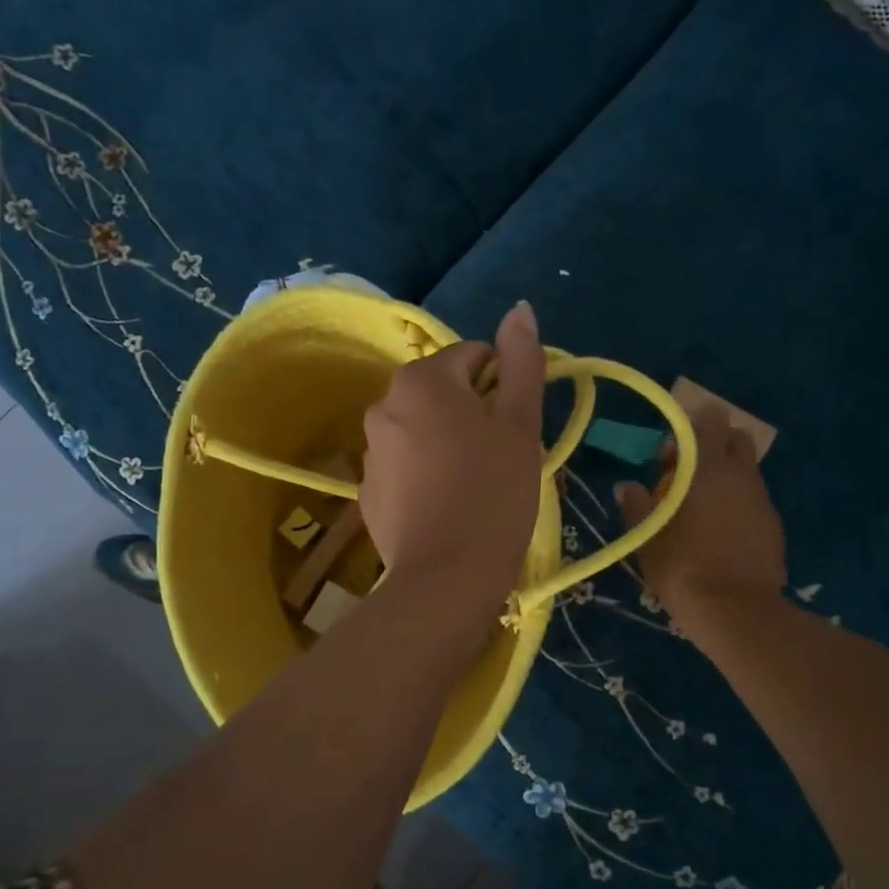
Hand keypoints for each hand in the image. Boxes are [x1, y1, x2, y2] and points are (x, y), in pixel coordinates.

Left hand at [361, 301, 545, 618]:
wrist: (445, 579)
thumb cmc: (493, 494)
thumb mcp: (520, 424)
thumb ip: (522, 362)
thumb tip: (520, 308)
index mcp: (423, 379)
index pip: (473, 356)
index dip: (503, 385)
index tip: (516, 427)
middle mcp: (384, 403)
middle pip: (444, 391)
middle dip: (474, 413)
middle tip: (500, 456)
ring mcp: (369, 449)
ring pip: (423, 428)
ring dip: (449, 441)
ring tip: (475, 484)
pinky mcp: (366, 489)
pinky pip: (405, 463)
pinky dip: (426, 471)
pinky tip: (446, 505)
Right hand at [615, 405, 786, 623]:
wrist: (737, 613)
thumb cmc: (684, 569)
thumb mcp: (648, 540)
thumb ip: (636, 507)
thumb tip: (627, 486)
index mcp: (708, 470)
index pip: (709, 423)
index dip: (690, 428)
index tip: (670, 452)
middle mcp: (741, 476)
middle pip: (737, 440)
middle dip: (714, 445)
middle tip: (687, 472)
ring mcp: (762, 501)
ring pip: (747, 471)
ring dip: (726, 476)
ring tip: (700, 507)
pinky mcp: (774, 526)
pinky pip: (754, 499)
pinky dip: (738, 502)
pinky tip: (720, 532)